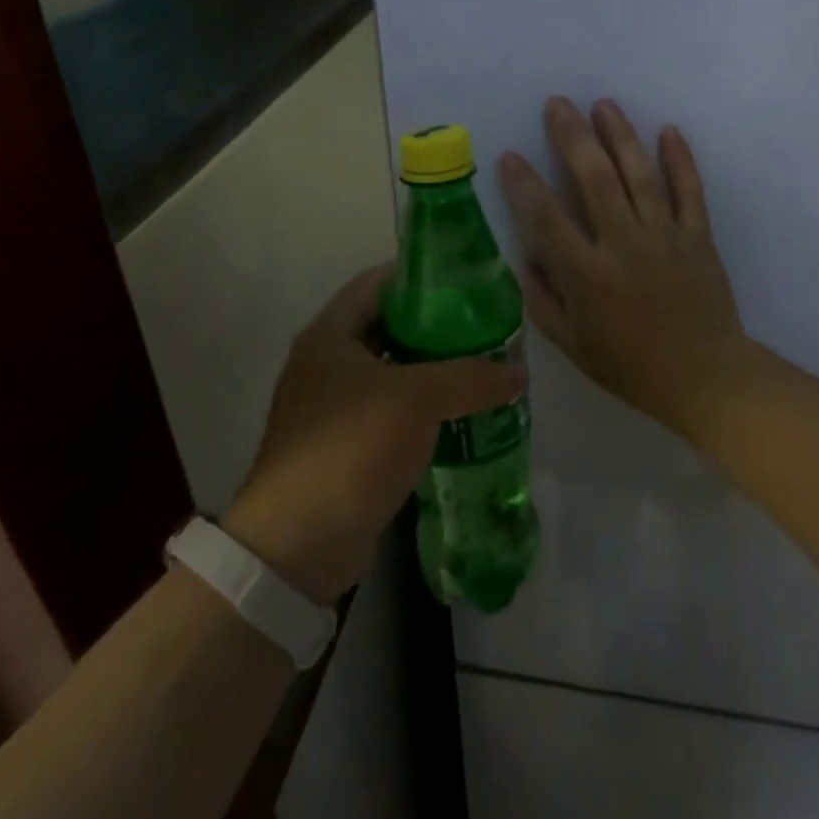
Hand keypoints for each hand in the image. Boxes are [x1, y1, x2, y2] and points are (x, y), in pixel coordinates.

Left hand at [223, 266, 523, 604]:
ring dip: (432, 372)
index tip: (463, 281)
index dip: (417, 276)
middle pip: (387, 328)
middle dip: (434, 327)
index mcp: (329, 336)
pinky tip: (460, 416)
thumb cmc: (351, 447)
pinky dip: (422, 410)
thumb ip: (470, 378)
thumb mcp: (417, 400)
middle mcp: (326, 364)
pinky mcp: (345, 447)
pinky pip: (391, 413)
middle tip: (483, 328)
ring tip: (481, 369)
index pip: (375, 283)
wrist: (300, 542)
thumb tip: (518, 372)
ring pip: (391, 374)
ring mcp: (332, 408)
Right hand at [499, 97, 751, 440]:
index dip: (524, 185)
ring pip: (640, 175)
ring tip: (604, 104)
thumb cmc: (630, 365)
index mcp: (588, 275)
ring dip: (620, 136)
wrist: (704, 377)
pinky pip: (689, 190)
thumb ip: (543, 299)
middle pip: (594, 179)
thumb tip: (528, 255)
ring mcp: (665, 236)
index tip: (509, 157)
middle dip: (573, 137)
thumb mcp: (572, 344)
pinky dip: (680, 159)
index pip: (546, 218)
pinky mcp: (698, 236)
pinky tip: (668, 131)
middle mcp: (624, 245)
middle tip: (558, 104)